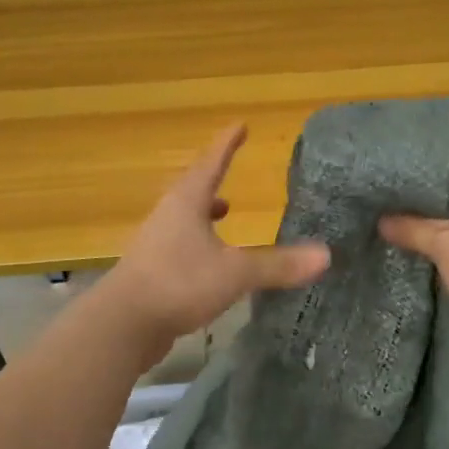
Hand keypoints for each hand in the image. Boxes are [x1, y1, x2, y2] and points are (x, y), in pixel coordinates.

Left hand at [102, 124, 330, 362]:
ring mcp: (155, 244)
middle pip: (193, 189)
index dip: (227, 144)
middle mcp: (167, 216)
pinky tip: (210, 263)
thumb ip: (278, 264)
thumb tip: (325, 255)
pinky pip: (180, 247)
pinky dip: (199, 244)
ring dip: (205, 213)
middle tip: (229, 169)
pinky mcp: (151, 272)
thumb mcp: (235, 273)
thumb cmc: (179, 283)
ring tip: (225, 213)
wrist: (123, 324)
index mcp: (186, 203)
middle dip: (214, 179)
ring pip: (184, 219)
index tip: (240, 125)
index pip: (211, 163)